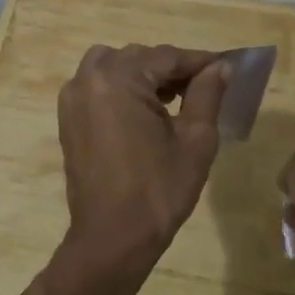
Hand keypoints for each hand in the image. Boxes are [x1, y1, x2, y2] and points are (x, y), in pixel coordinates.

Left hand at [57, 44, 229, 260]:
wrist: (113, 238)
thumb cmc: (159, 190)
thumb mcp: (195, 140)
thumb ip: (207, 94)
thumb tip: (219, 67)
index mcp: (118, 79)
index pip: (167, 56)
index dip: (199, 61)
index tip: (225, 67)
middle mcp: (88, 79)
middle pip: (139, 57)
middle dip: (171, 68)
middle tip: (203, 88)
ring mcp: (73, 98)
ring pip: (114, 66)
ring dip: (143, 74)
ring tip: (172, 99)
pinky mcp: (68, 118)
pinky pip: (98, 86)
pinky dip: (122, 88)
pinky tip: (145, 113)